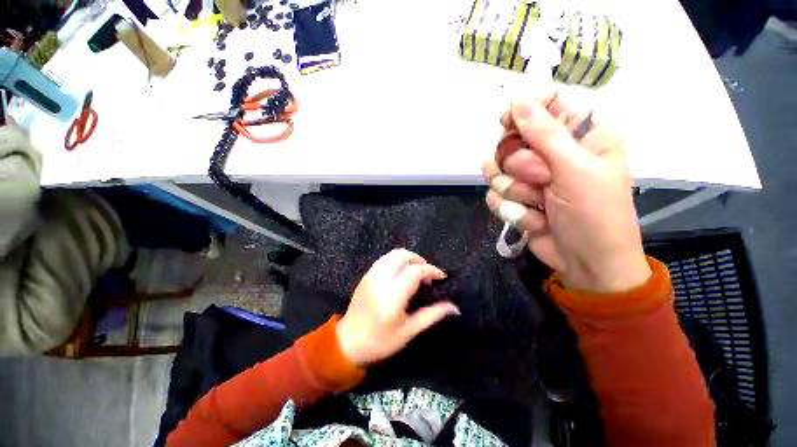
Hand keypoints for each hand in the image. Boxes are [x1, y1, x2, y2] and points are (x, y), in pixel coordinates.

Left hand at [337, 249, 459, 366]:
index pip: (415, 271)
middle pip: (403, 256)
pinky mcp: (366, 275)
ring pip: (393, 254)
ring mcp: (371, 275)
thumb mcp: (409, 331)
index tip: (441, 277)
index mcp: (392, 296)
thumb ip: (432, 315)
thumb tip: (454, 307)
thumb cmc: (380, 341)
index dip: (431, 270)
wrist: (348, 342)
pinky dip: (397, 260)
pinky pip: (385, 259)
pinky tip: (401, 273)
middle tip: (427, 275)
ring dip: (408, 258)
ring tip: (416, 272)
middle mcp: (380, 280)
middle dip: (420, 260)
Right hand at [483, 93, 650, 293]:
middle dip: (521, 164)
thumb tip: (518, 100)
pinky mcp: (515, 198)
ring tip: (538, 204)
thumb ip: (545, 134)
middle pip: (512, 140)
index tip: (506, 123)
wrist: (585, 262)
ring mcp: (529, 178)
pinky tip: (532, 220)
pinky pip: (494, 195)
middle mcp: (551, 153)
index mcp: (580, 135)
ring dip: (515, 190)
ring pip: (496, 170)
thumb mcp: (576, 170)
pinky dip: (510, 209)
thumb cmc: (595, 214)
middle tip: (542, 179)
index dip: (522, 110)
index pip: (544, 105)